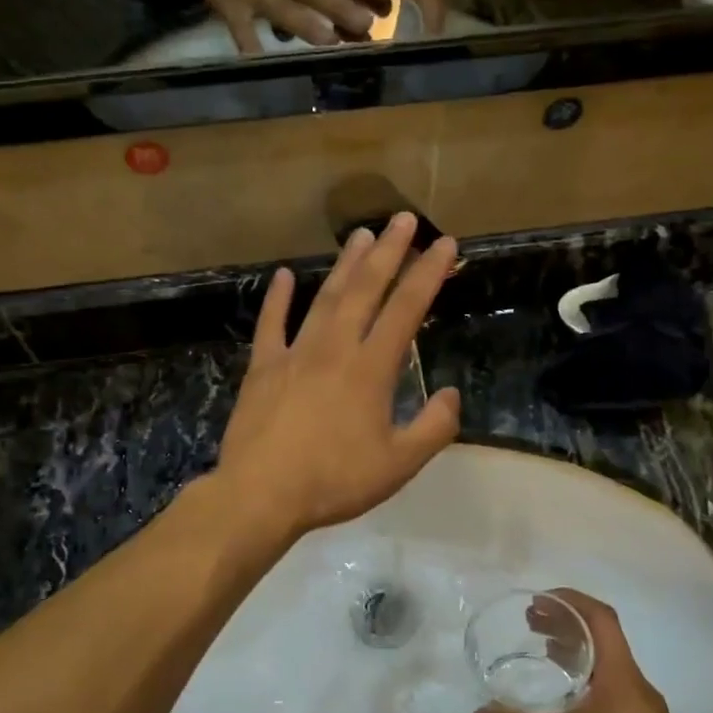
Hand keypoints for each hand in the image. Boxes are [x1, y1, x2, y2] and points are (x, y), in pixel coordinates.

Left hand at [218, 213, 460, 535]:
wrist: (262, 494)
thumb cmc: (334, 481)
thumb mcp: (399, 465)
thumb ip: (433, 428)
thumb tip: (450, 394)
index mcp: (371, 369)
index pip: (406, 309)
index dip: (428, 273)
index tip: (444, 243)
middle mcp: (335, 348)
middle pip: (366, 289)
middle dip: (388, 251)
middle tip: (402, 218)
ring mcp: (294, 354)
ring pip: (325, 298)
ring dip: (345, 265)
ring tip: (359, 235)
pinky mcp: (263, 367)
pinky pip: (272, 324)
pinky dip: (278, 298)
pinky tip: (285, 275)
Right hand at [472, 589, 706, 712]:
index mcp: (622, 675)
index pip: (601, 618)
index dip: (571, 601)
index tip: (539, 600)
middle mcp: (637, 686)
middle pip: (602, 639)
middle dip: (566, 626)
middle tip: (531, 624)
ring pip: (606, 667)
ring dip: (575, 654)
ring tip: (543, 656)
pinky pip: (610, 692)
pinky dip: (584, 683)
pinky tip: (564, 706)